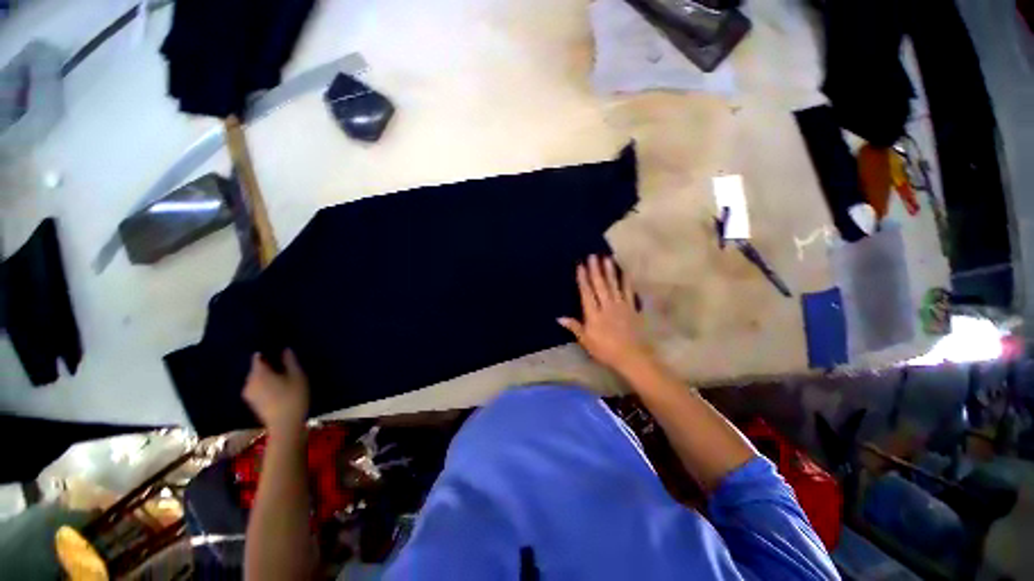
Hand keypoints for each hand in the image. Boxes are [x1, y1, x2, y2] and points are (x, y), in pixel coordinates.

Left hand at [242, 349, 309, 435]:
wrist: (285, 425)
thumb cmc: (293, 398)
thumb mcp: (297, 376)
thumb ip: (290, 362)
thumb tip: (285, 349)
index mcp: (259, 373)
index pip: (258, 357)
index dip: (266, 351)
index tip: (276, 348)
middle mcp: (249, 381)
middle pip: (256, 368)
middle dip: (267, 364)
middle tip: (282, 362)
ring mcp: (248, 393)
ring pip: (256, 378)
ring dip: (266, 375)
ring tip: (281, 375)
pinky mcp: (252, 402)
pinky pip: (257, 387)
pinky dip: (265, 384)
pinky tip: (276, 387)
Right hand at [558, 255, 655, 377]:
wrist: (632, 356)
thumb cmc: (605, 350)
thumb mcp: (586, 341)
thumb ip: (574, 327)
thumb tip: (559, 318)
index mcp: (594, 314)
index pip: (586, 293)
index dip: (582, 279)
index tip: (580, 265)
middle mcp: (606, 306)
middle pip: (600, 285)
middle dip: (595, 270)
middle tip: (592, 255)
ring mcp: (621, 306)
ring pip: (614, 285)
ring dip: (610, 271)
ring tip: (607, 258)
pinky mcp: (632, 308)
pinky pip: (629, 291)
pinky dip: (627, 281)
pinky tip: (625, 272)